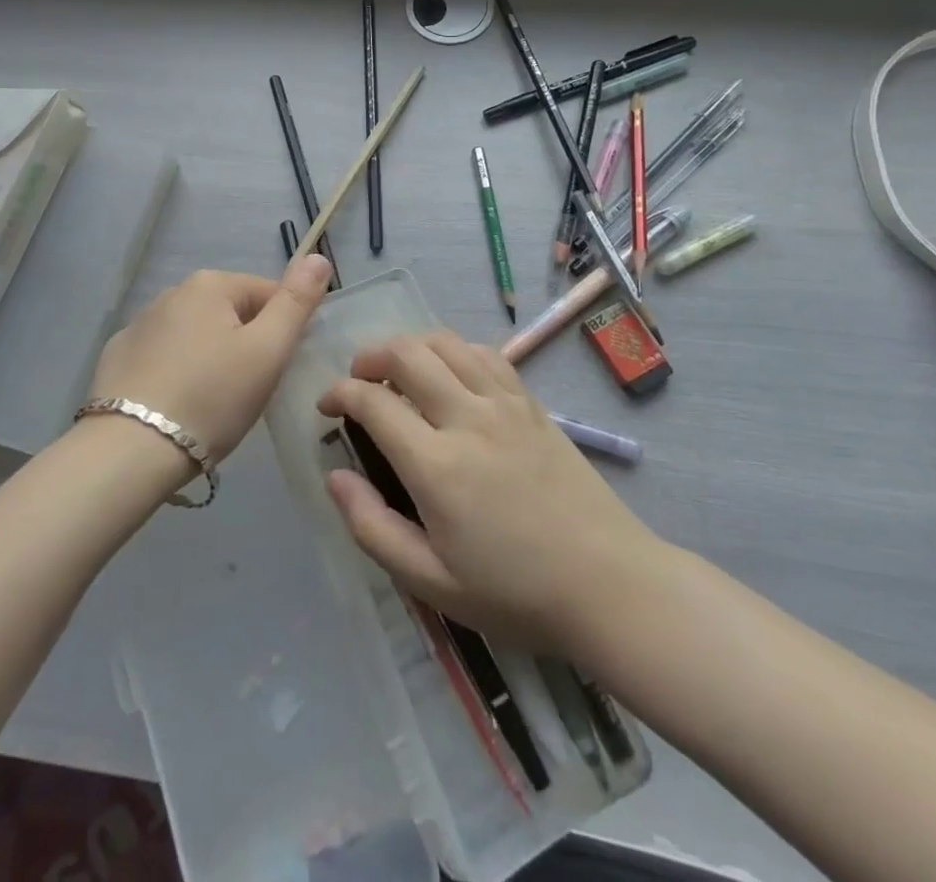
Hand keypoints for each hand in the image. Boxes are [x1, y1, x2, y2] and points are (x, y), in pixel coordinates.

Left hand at [89, 256, 331, 461]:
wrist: (131, 451)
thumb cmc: (212, 397)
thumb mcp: (268, 350)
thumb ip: (296, 302)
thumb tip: (318, 257)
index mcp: (210, 285)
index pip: (267, 294)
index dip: (284, 330)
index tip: (280, 370)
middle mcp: (171, 293)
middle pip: (231, 313)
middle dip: (247, 344)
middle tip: (250, 391)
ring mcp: (139, 325)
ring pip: (196, 335)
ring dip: (212, 357)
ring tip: (214, 403)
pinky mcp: (117, 357)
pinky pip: (164, 357)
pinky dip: (177, 372)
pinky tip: (177, 405)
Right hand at [318, 330, 663, 653]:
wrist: (608, 584)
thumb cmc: (514, 592)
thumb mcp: (431, 581)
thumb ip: (372, 527)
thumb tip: (334, 477)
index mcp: (437, 465)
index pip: (373, 401)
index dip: (339, 394)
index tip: (326, 406)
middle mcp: (468, 417)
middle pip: (406, 352)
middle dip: (369, 356)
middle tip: (357, 381)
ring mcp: (504, 403)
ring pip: (445, 342)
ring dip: (410, 345)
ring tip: (398, 371)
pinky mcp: (531, 403)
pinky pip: (485, 353)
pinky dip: (454, 350)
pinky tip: (450, 374)